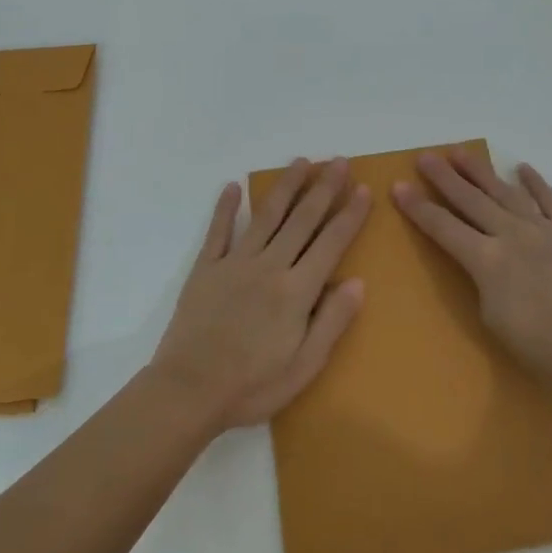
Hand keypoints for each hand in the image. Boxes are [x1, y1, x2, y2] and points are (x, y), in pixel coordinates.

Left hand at [150, 158, 368, 430]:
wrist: (188, 392)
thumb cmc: (252, 386)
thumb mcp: (304, 367)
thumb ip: (332, 322)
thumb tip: (358, 281)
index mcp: (296, 291)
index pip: (331, 243)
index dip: (349, 215)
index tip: (363, 188)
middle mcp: (269, 266)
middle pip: (302, 219)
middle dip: (323, 188)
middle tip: (339, 161)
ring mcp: (235, 263)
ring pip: (266, 215)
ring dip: (285, 186)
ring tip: (301, 162)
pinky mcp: (206, 268)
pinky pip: (218, 231)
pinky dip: (226, 207)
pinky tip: (233, 186)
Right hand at [394, 149, 551, 391]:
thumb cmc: (540, 346)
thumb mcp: (492, 319)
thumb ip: (480, 281)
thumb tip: (481, 260)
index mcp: (487, 260)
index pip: (443, 227)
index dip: (418, 208)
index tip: (398, 187)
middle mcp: (510, 234)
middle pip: (470, 200)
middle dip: (444, 178)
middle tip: (424, 157)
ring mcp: (541, 228)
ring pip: (504, 191)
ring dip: (480, 170)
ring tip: (460, 152)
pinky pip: (547, 199)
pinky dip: (534, 182)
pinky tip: (521, 168)